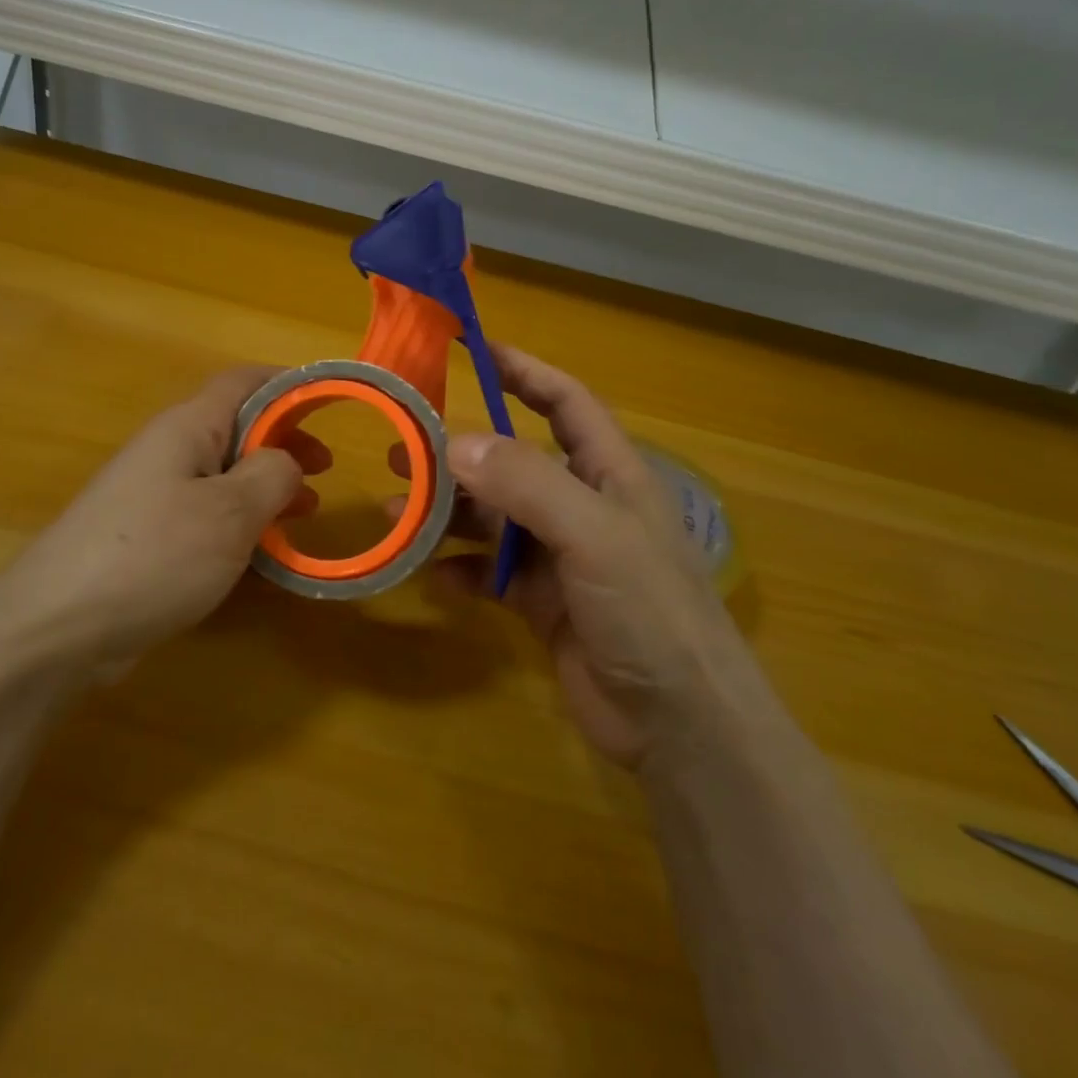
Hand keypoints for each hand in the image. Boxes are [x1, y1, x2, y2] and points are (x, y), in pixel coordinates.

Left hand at [0, 367, 324, 674]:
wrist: (55, 629)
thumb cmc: (154, 555)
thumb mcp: (230, 511)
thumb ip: (272, 475)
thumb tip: (287, 460)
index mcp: (187, 428)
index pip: (244, 381)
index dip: (289, 384)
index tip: (331, 404)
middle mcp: (169, 452)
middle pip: (237, 427)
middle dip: (285, 442)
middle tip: (325, 470)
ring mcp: (154, 496)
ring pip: (224, 475)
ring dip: (267, 486)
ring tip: (306, 511)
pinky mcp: (148, 538)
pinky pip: (206, 515)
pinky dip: (242, 523)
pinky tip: (263, 554)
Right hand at [425, 345, 742, 769]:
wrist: (680, 727)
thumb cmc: (650, 612)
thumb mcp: (593, 534)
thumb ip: (526, 483)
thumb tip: (455, 443)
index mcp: (609, 473)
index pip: (564, 402)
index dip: (523, 372)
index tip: (473, 350)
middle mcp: (582, 506)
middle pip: (513, 462)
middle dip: (460, 454)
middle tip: (401, 449)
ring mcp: (561, 556)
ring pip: (493, 519)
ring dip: (448, 514)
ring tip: (397, 512)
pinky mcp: (543, 602)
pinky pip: (490, 572)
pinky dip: (460, 570)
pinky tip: (433, 577)